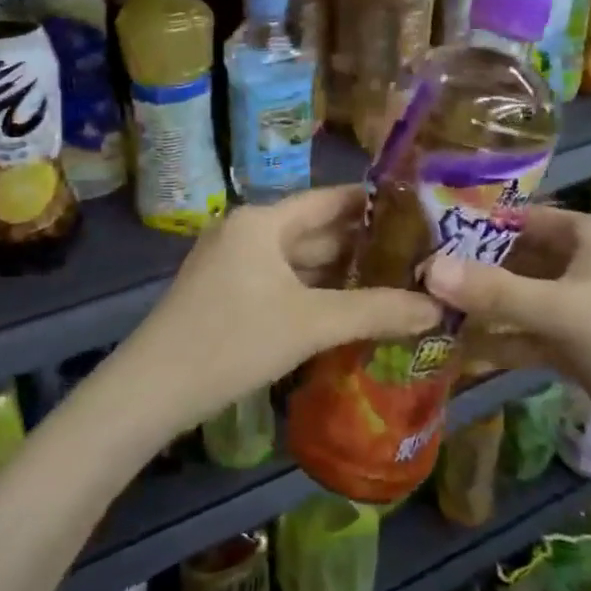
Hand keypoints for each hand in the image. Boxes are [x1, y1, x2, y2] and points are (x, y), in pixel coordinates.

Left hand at [114, 186, 439, 440]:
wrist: (152, 390)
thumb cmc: (232, 341)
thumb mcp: (310, 324)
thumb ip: (375, 311)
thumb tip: (438, 307)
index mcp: (261, 222)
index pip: (329, 200)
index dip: (373, 205)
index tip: (417, 212)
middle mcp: (246, 233)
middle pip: (315, 231)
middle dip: (362, 246)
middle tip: (418, 256)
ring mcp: (232, 265)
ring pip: (298, 262)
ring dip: (340, 274)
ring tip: (395, 282)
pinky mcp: (226, 295)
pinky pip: (282, 284)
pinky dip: (314, 294)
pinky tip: (347, 310)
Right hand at [423, 206, 590, 484]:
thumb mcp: (563, 310)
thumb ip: (494, 291)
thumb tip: (428, 268)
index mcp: (586, 238)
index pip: (519, 218)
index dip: (474, 224)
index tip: (424, 235)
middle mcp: (581, 267)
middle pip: (514, 261)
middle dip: (470, 272)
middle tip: (414, 280)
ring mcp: (580, 311)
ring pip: (519, 302)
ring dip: (481, 311)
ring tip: (425, 316)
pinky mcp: (579, 351)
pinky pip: (528, 338)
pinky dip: (499, 343)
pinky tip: (458, 352)